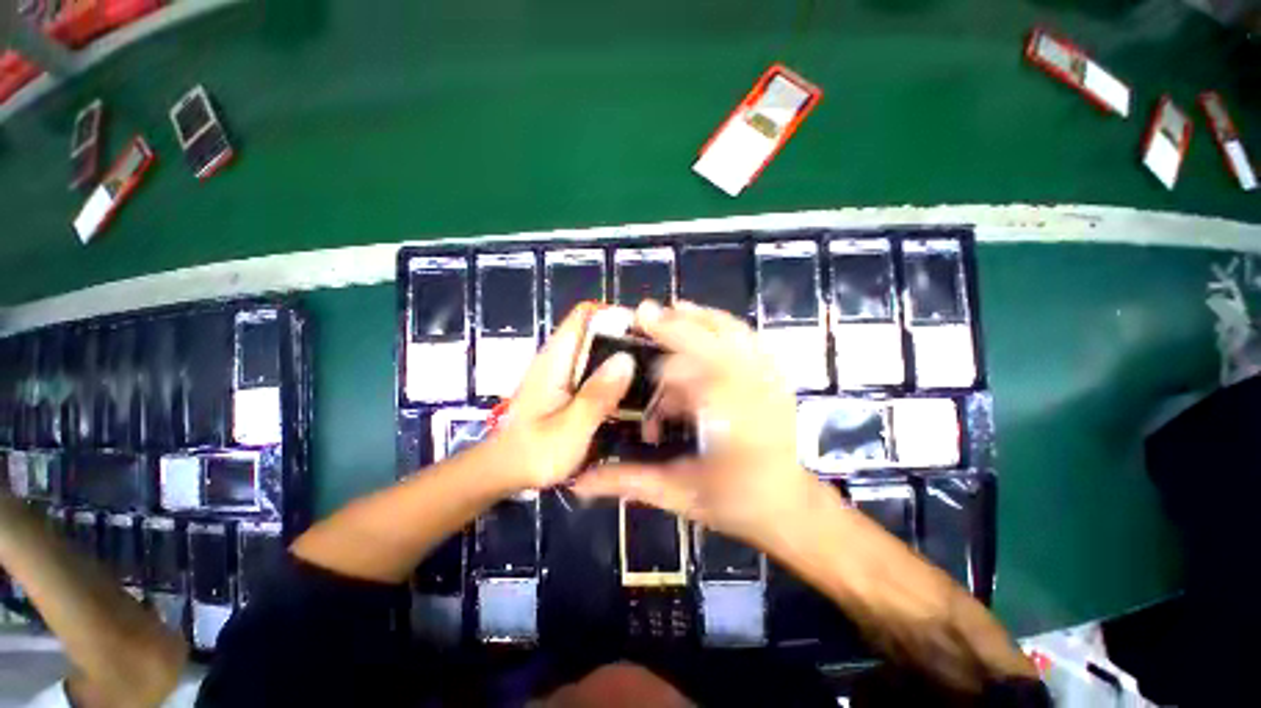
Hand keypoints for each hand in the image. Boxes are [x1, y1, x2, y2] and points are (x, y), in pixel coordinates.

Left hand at [491, 303, 635, 490]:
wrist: (505, 471)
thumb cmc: (533, 453)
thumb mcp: (570, 428)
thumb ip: (597, 395)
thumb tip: (627, 359)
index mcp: (556, 358)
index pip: (585, 315)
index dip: (616, 316)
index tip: (647, 333)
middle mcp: (560, 357)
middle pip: (597, 332)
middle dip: (627, 341)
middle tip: (658, 361)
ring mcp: (563, 372)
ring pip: (599, 352)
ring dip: (623, 361)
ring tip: (651, 378)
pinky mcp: (567, 386)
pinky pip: (595, 371)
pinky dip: (614, 378)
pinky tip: (631, 396)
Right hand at [573, 300, 824, 551]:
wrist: (788, 503)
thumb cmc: (734, 503)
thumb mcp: (679, 495)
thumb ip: (630, 482)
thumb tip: (579, 479)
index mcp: (734, 432)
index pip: (699, 385)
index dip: (667, 367)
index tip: (637, 354)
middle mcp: (757, 399)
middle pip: (717, 349)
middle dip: (679, 328)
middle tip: (644, 312)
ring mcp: (772, 382)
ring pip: (735, 337)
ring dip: (700, 319)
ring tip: (672, 308)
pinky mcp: (775, 376)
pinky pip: (749, 338)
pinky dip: (723, 323)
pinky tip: (702, 316)